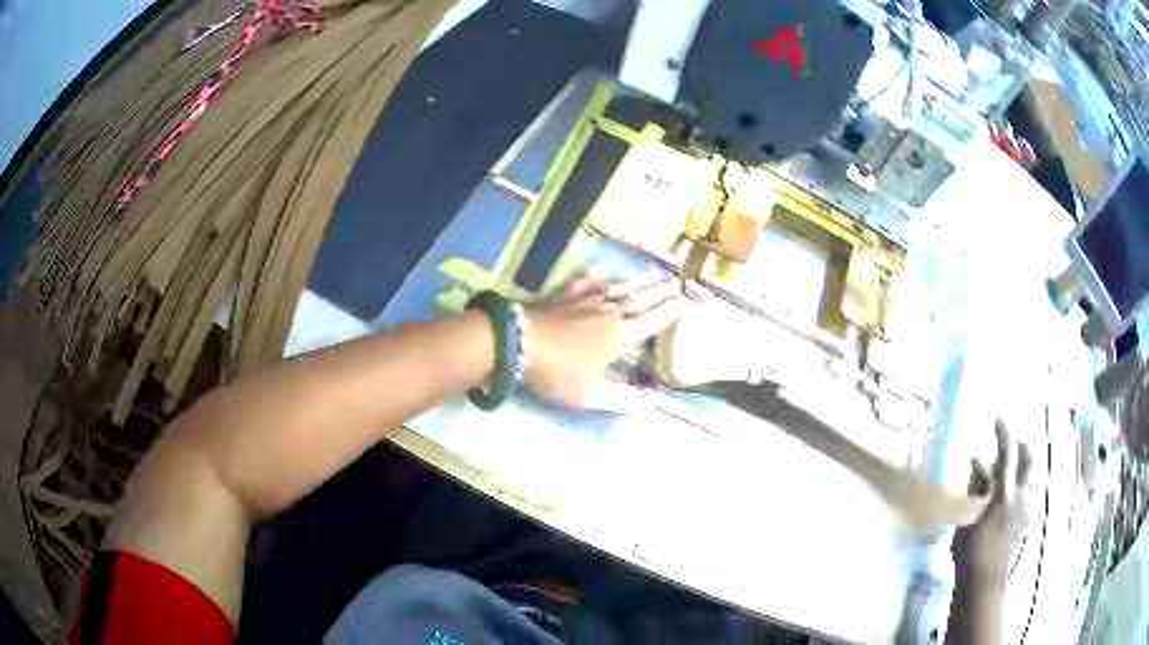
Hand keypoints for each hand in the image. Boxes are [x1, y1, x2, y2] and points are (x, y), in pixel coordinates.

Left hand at [524, 270, 687, 408]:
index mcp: (620, 336)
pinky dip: (595, 274)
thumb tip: (650, 400)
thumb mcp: (590, 395)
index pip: (651, 320)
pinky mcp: (563, 295)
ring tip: (654, 272)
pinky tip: (602, 267)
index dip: (668, 310)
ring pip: (618, 287)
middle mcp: (608, 313)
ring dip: (638, 280)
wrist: (517, 342)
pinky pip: (584, 281)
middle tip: (676, 280)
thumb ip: (622, 398)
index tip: (684, 299)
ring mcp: (585, 300)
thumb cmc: (557, 372)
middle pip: (640, 299)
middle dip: (659, 290)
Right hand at [952, 420, 1033, 592]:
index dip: (1004, 433)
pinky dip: (1024, 488)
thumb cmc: (970, 550)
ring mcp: (1026, 509)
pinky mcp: (1026, 522)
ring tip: (1012, 471)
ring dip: (1024, 468)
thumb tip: (978, 462)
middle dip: (1021, 448)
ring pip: (1032, 477)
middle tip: (1012, 445)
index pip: (1007, 454)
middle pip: (1028, 461)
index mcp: (1005, 493)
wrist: (984, 580)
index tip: (999, 417)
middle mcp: (1020, 496)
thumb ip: (976, 487)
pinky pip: (1031, 495)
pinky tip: (1016, 496)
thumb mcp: (967, 518)